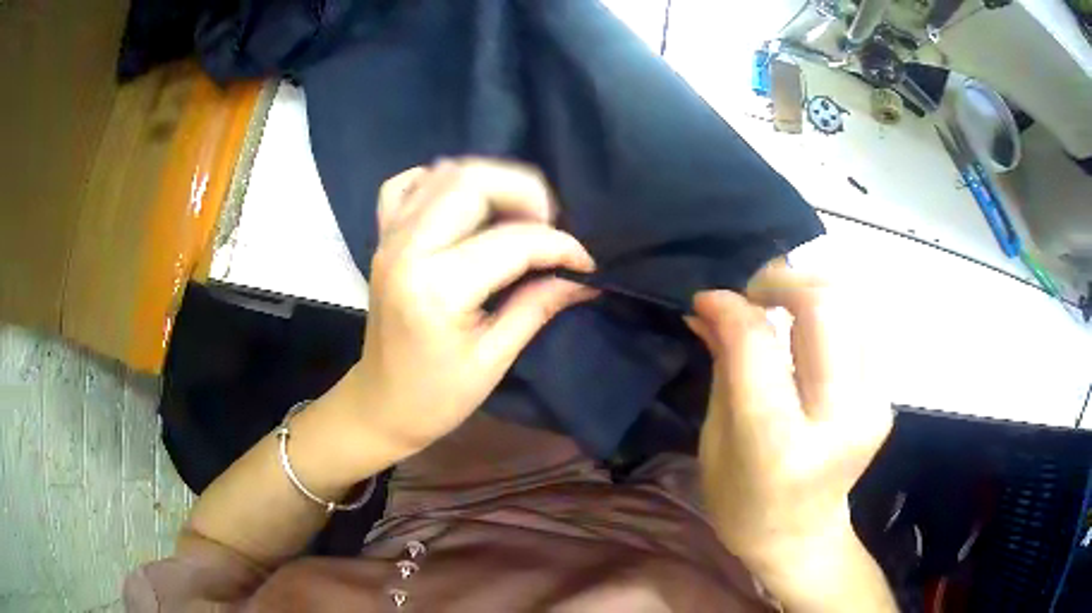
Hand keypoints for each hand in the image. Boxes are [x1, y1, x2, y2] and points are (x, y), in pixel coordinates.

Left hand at [338, 158, 596, 459]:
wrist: (381, 404)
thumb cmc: (438, 396)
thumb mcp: (495, 359)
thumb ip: (539, 305)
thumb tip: (584, 277)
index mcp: (437, 288)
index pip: (513, 241)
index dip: (559, 246)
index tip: (584, 263)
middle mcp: (407, 249)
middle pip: (472, 182)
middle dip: (527, 194)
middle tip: (550, 228)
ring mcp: (389, 237)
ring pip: (445, 173)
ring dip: (491, 183)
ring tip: (517, 216)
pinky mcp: (382, 237)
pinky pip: (407, 185)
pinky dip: (440, 182)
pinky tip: (463, 206)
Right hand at [687, 262, 892, 570]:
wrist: (801, 537)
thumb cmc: (743, 502)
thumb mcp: (716, 439)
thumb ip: (723, 364)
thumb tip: (709, 307)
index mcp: (779, 446)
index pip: (759, 345)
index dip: (731, 308)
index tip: (708, 299)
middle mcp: (838, 421)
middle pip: (825, 306)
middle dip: (783, 279)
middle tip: (753, 292)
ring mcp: (872, 407)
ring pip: (851, 305)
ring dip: (809, 290)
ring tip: (779, 307)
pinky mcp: (884, 399)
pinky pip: (860, 327)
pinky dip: (830, 313)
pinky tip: (806, 331)